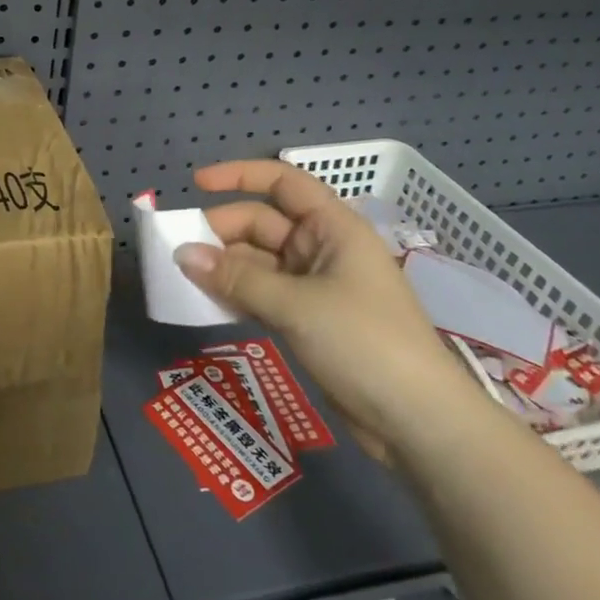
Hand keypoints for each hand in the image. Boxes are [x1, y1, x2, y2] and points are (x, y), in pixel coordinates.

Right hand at [174, 160, 478, 460]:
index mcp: (333, 227)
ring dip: (225, 267)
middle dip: (222, 232)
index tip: (197, 185)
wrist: (419, 423)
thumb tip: (181, 254)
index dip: (240, 176)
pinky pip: (263, 294)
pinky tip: (208, 304)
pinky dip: (237, 295)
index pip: (283, 182)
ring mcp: (316, 287)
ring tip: (184, 278)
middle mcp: (323, 249)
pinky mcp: (309, 321)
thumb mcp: (295, 304)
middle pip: (263, 223)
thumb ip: (236, 277)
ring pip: (259, 262)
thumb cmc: (364, 342)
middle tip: (180, 251)